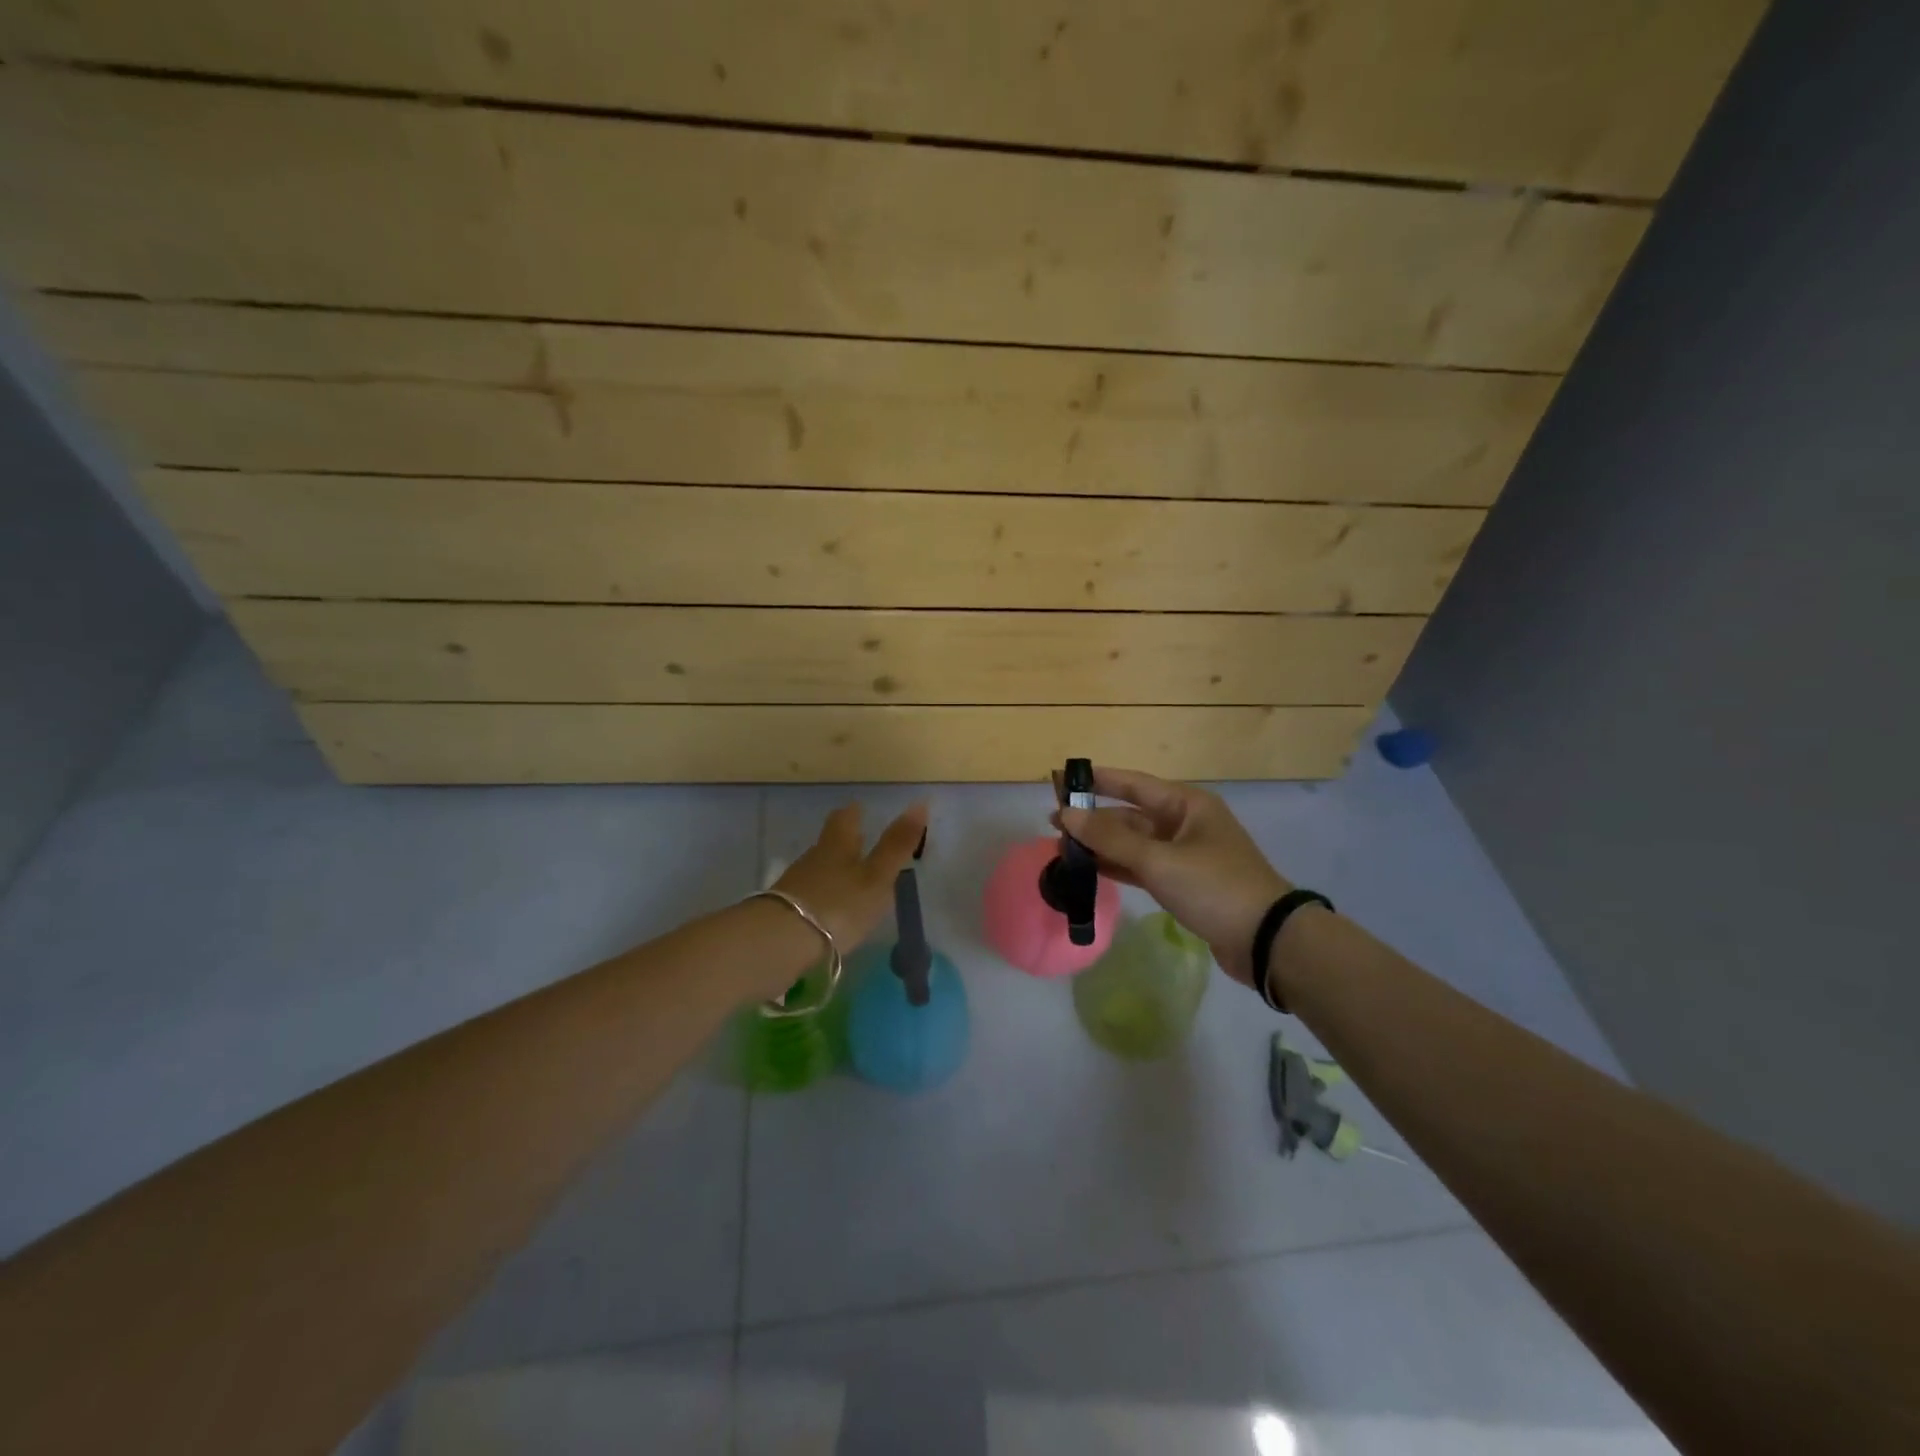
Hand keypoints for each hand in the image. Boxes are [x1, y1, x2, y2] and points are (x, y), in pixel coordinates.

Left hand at [771, 801, 929, 958]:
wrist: (781, 942)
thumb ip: (897, 844)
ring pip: (818, 868)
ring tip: (850, 880)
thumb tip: (920, 802)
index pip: (845, 818)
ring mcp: (795, 884)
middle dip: (844, 841)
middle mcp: (813, 858)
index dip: (854, 812)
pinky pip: (807, 895)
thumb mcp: (877, 877)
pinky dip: (821, 896)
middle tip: (860, 841)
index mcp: (838, 845)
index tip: (860, 808)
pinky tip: (829, 909)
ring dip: (833, 870)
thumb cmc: (839, 905)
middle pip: (829, 842)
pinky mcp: (783, 911)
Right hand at [1056, 767, 1290, 986]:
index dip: (1096, 780)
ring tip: (1062, 847)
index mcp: (1186, 804)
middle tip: (1053, 823)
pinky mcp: (1183, 882)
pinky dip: (1117, 866)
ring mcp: (1184, 854)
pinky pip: (1141, 866)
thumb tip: (1067, 815)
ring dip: (1101, 844)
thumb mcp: (1159, 860)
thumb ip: (1110, 839)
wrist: (1266, 940)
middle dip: (1093, 818)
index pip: (1132, 783)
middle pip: (1130, 814)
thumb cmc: (1214, 887)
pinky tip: (1089, 868)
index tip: (1061, 779)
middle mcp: (1184, 823)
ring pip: (1133, 842)